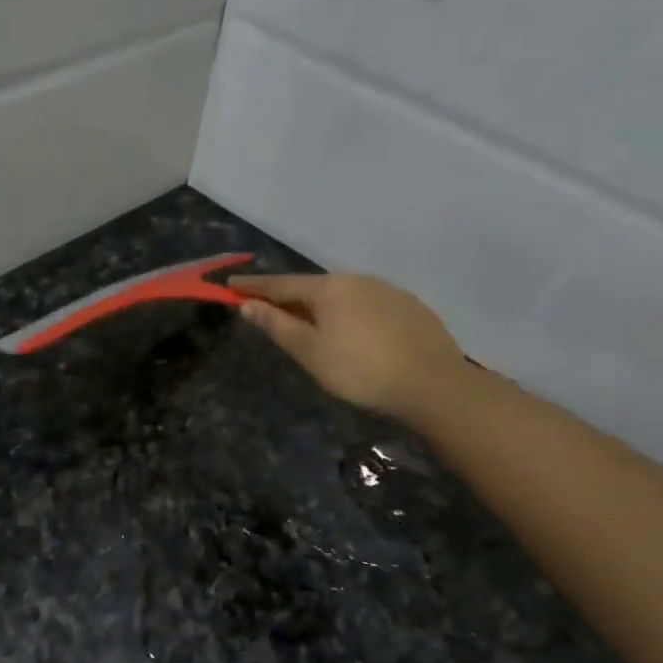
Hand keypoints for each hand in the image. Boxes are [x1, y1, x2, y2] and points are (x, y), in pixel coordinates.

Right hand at [230, 273, 468, 425]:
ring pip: (342, 295)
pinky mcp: (409, 306)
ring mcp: (387, 290)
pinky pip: (366, 304)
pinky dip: (349, 314)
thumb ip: (277, 325)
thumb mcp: (309, 352)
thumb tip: (247, 305)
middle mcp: (356, 279)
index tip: (230, 283)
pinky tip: (353, 333)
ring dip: (321, 306)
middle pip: (312, 287)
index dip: (253, 286)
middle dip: (288, 297)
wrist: (432, 382)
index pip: (280, 284)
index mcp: (327, 288)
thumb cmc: (359, 370)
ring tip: (311, 324)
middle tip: (269, 309)